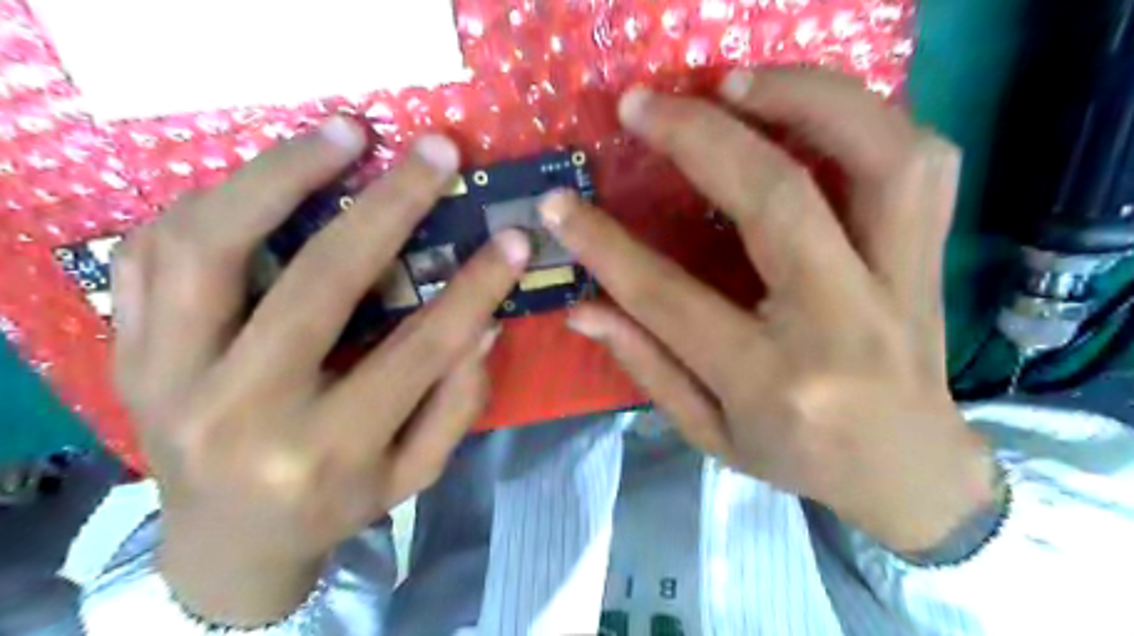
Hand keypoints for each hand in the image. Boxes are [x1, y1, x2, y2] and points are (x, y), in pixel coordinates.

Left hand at [112, 117, 528, 624]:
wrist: (223, 543)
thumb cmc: (334, 505)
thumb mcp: (413, 474)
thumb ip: (455, 404)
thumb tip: (482, 323)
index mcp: (325, 451)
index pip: (420, 350)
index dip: (475, 288)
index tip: (512, 239)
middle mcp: (241, 411)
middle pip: (320, 282)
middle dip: (390, 205)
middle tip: (435, 151)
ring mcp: (167, 376)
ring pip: (212, 245)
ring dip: (283, 173)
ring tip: (343, 132)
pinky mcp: (128, 352)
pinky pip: (153, 252)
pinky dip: (213, 198)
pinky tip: (267, 177)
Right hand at [541, 68, 994, 553]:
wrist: (911, 472)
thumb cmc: (799, 460)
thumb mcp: (710, 433)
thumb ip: (647, 365)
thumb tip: (583, 308)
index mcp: (769, 379)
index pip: (670, 298)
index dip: (605, 245)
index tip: (560, 204)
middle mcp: (839, 321)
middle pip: (776, 201)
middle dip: (699, 138)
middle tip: (643, 105)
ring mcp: (900, 282)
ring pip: (879, 157)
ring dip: (804, 98)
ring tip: (737, 81)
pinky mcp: (931, 258)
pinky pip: (922, 164)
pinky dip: (866, 116)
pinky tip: (810, 109)